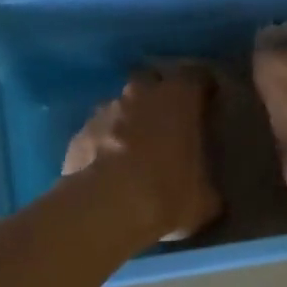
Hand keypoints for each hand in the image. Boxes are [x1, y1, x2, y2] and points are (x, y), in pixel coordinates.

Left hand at [62, 66, 221, 241]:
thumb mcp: (205, 198)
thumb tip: (206, 191)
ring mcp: (104, 111)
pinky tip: (108, 169)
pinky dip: (104, 144)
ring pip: (120, 106)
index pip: (196, 76)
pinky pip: (98, 132)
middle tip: (168, 123)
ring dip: (128, 121)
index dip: (203, 87)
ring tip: (134, 151)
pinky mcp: (78, 134)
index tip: (208, 102)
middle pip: (151, 80)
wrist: (106, 209)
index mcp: (178, 98)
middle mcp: (140, 94)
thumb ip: (207, 183)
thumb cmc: (168, 194)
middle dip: (159, 95)